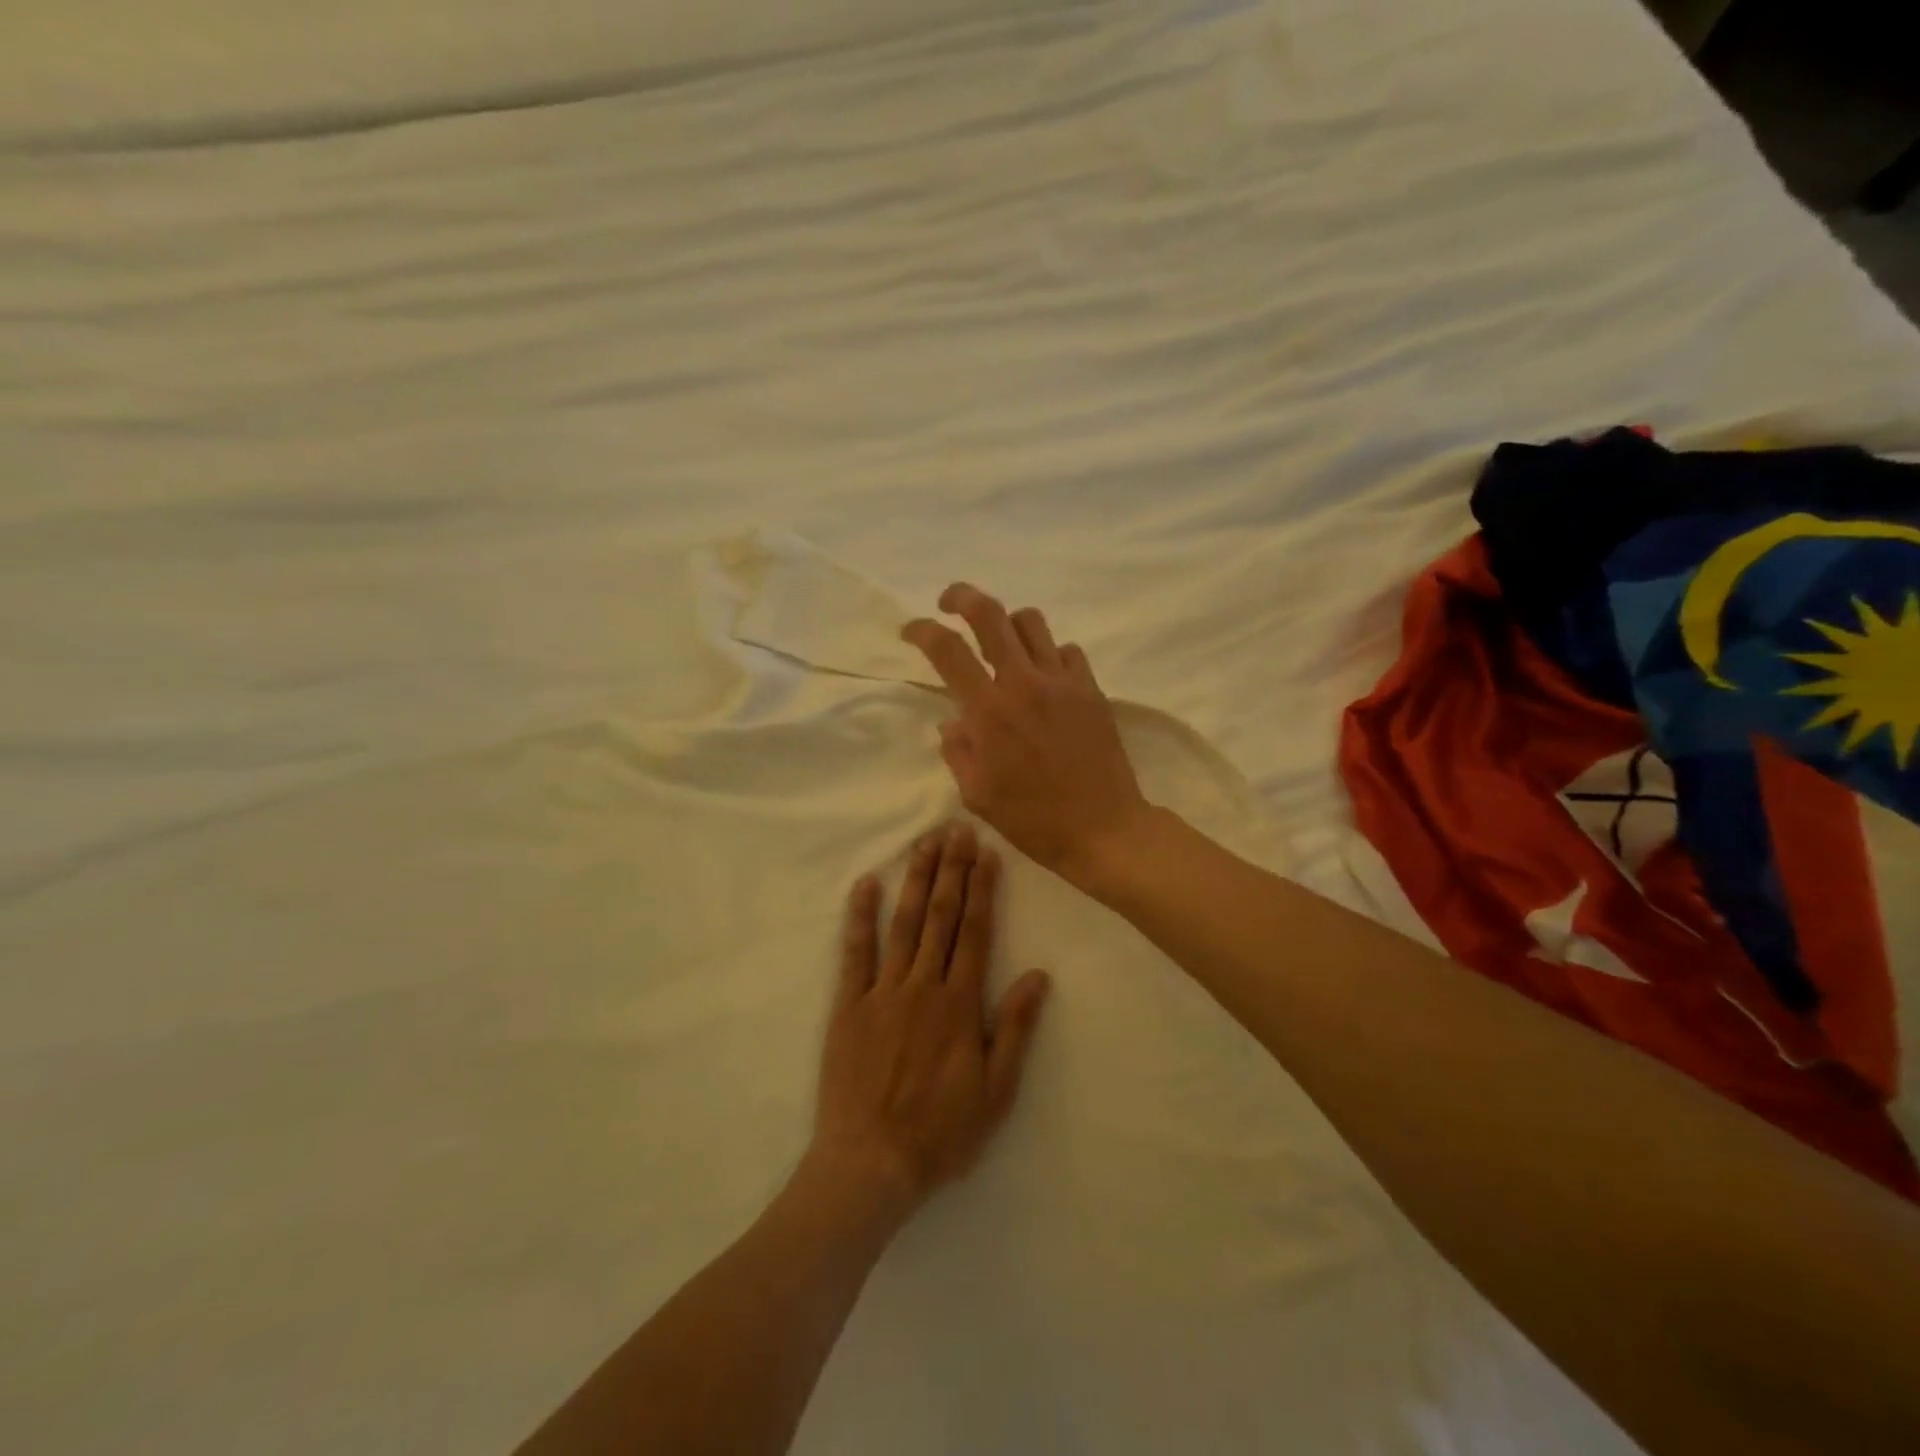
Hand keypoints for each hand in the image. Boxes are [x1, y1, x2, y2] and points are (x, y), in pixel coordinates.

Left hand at [810, 824, 1051, 1222]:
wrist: (872, 1164)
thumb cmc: (941, 1132)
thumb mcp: (996, 1092)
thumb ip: (1014, 1029)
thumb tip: (1038, 975)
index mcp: (960, 1003)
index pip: (975, 932)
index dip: (982, 890)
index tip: (986, 853)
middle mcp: (924, 985)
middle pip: (941, 917)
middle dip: (951, 870)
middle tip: (957, 829)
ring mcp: (883, 991)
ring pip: (903, 924)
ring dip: (916, 880)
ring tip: (925, 843)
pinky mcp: (849, 1005)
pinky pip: (855, 953)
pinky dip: (860, 916)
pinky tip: (866, 883)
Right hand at [902, 583, 1149, 883]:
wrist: (1103, 829)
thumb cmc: (1033, 819)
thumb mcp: (977, 795)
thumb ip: (958, 751)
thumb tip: (952, 721)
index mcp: (989, 712)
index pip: (947, 650)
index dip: (922, 630)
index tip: (911, 630)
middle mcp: (1024, 684)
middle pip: (990, 613)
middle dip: (961, 597)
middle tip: (949, 603)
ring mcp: (1063, 682)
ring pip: (1031, 622)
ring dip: (1007, 624)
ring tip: (1000, 644)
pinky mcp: (1091, 690)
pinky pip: (1066, 650)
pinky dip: (1048, 654)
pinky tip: (1044, 677)